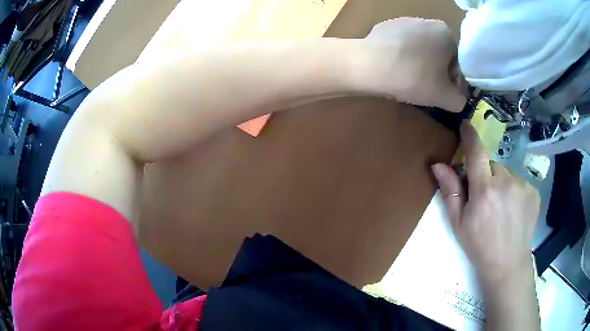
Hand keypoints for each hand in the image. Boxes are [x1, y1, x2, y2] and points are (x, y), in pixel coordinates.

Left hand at [365, 18, 466, 111]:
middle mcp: (426, 21)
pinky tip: (393, 69)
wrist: (368, 65)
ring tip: (407, 79)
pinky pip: (401, 46)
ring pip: (420, 49)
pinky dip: (401, 57)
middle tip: (425, 88)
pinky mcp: (385, 27)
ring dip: (419, 64)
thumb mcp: (446, 97)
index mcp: (445, 32)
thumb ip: (460, 100)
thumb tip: (459, 98)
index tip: (442, 93)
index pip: (457, 61)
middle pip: (438, 54)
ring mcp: (403, 21)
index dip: (452, 81)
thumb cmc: (414, 77)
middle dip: (435, 72)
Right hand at [431, 123, 539, 283]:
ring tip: (500, 207)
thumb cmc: (479, 246)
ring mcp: (522, 185)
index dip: (470, 137)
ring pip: (506, 173)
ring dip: (500, 183)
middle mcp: (505, 181)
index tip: (466, 126)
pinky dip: (513, 190)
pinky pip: (518, 181)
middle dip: (485, 175)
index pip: (476, 153)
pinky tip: (513, 209)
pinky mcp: (533, 191)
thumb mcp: (458, 223)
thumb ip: (450, 191)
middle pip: (492, 165)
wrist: (508, 264)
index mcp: (484, 190)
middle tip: (484, 198)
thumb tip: (438, 165)